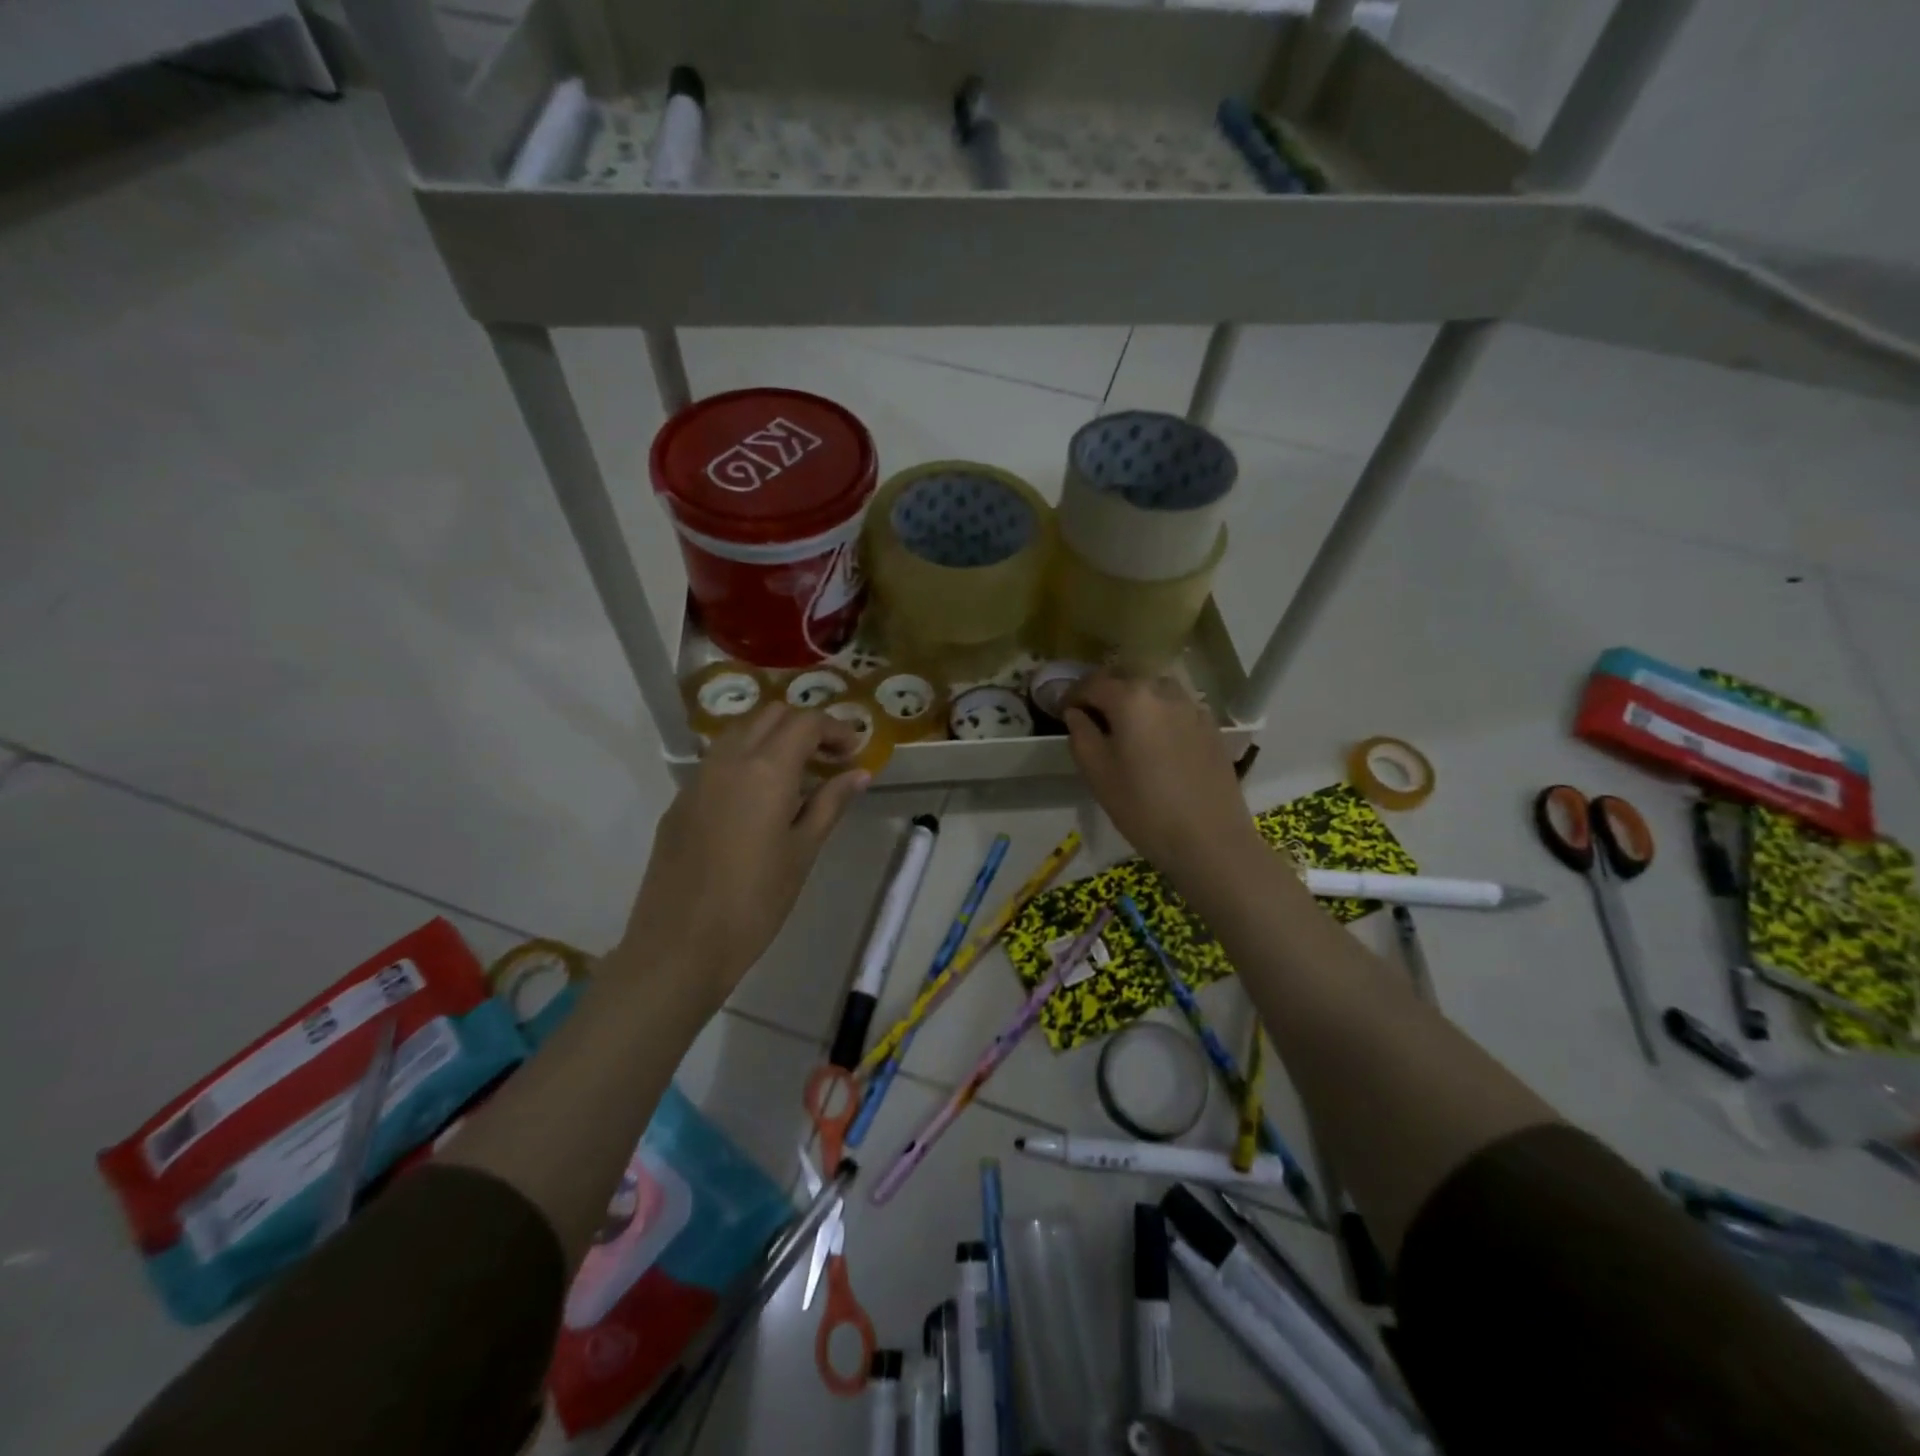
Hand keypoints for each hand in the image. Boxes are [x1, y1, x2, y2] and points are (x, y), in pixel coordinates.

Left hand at [618, 704, 867, 1013]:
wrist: (679, 945)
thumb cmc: (755, 902)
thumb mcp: (803, 851)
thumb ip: (830, 803)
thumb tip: (859, 773)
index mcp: (766, 769)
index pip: (805, 722)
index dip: (836, 729)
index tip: (854, 752)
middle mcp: (729, 760)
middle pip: (771, 715)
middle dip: (805, 726)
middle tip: (830, 759)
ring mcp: (698, 778)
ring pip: (741, 732)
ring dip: (774, 738)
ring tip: (799, 775)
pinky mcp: (681, 800)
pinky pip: (720, 760)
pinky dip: (748, 759)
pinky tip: (761, 799)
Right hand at [1064, 670, 1265, 884]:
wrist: (1209, 839)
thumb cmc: (1143, 807)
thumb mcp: (1097, 773)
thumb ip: (1081, 734)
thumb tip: (1076, 713)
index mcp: (1131, 698)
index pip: (1093, 683)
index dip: (1073, 694)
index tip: (1062, 710)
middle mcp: (1165, 691)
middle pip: (1127, 680)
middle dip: (1105, 694)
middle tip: (1091, 719)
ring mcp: (1193, 708)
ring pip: (1155, 692)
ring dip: (1135, 702)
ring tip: (1125, 729)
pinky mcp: (1212, 728)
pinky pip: (1177, 709)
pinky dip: (1160, 716)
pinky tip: (1156, 744)